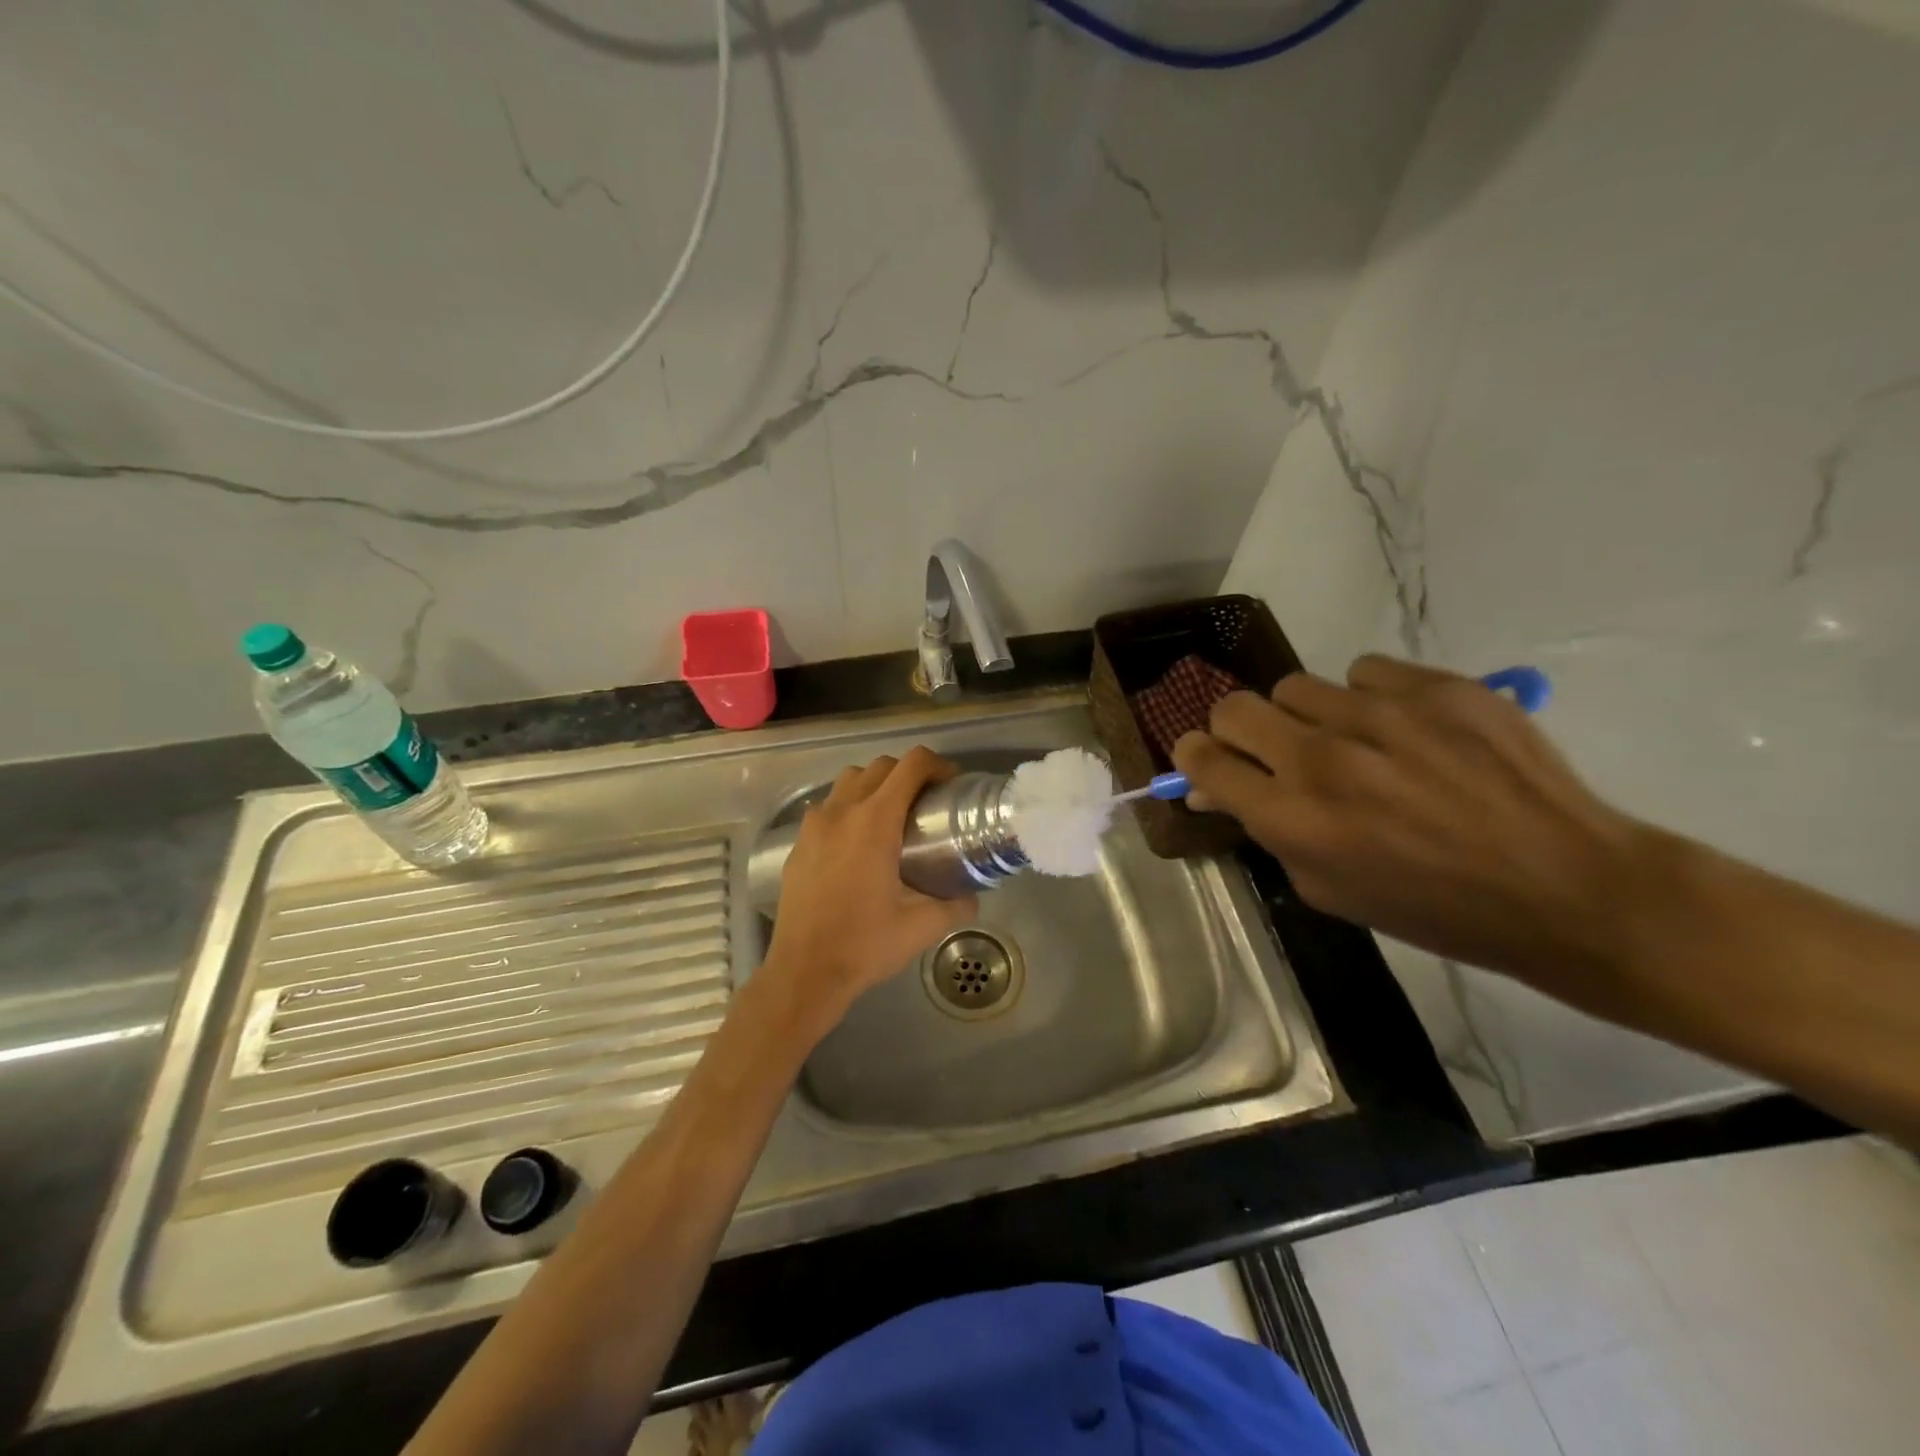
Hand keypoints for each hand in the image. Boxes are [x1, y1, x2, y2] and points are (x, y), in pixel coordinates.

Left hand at [759, 747, 978, 1028]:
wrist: (805, 971)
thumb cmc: (866, 944)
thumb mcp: (923, 926)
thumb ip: (956, 905)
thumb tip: (972, 896)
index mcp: (875, 821)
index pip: (910, 766)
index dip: (936, 765)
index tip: (950, 784)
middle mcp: (842, 811)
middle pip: (880, 766)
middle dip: (908, 774)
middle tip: (926, 802)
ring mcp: (814, 825)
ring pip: (848, 780)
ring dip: (874, 785)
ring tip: (890, 816)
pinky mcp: (799, 843)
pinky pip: (827, 807)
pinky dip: (848, 807)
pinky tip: (857, 843)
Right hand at [1173, 655, 1640, 987]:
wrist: (1565, 887)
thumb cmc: (1434, 908)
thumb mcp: (1329, 890)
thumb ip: (1268, 832)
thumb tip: (1221, 789)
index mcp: (1294, 818)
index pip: (1204, 759)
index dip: (1194, 756)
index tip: (1206, 760)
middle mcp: (1323, 757)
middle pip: (1234, 708)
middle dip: (1237, 730)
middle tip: (1269, 750)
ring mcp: (1381, 714)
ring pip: (1298, 686)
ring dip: (1307, 716)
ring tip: (1350, 742)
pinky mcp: (1437, 686)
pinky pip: (1366, 671)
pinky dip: (1368, 697)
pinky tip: (1403, 729)